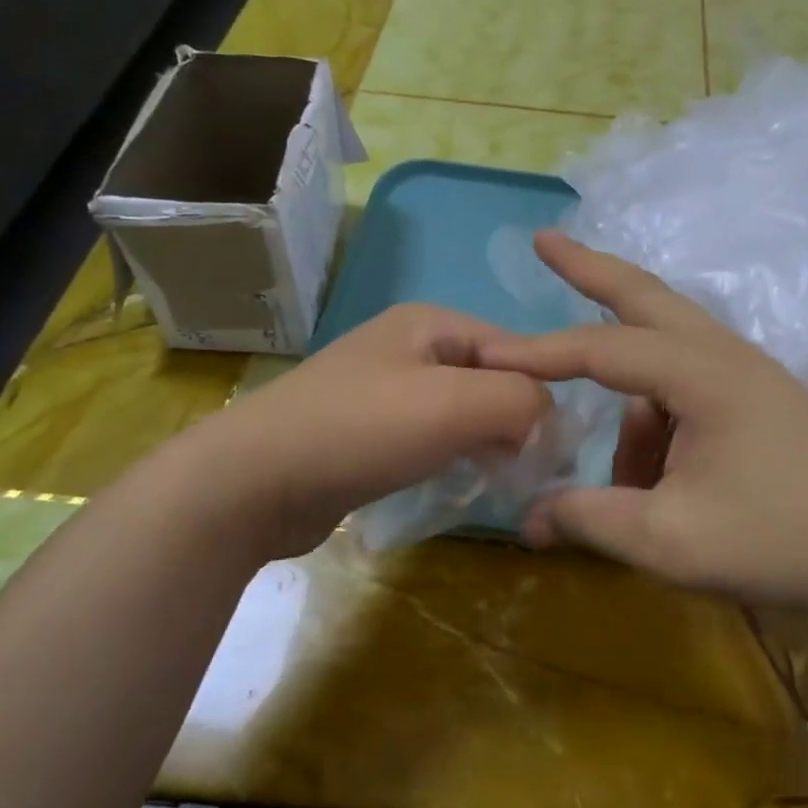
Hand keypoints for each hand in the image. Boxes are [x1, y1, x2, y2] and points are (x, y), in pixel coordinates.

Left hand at [190, 304, 549, 559]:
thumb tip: (548, 421)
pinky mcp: (368, 433)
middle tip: (529, 470)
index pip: (515, 349)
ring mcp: (384, 390)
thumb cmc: (360, 430)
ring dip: (487, 444)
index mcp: (430, 323)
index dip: (542, 394)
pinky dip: (453, 458)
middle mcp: (409, 347)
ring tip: (499, 480)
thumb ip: (520, 400)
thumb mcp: (454, 404)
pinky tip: (458, 484)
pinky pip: (431, 438)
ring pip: (462, 412)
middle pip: (489, 380)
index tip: (555, 448)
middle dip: (515, 422)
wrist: (251, 483)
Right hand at [478, 234, 807, 621]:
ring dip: (628, 395)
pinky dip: (660, 419)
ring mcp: (749, 373)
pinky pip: (690, 388)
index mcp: (700, 373)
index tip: (486, 356)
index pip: (601, 348)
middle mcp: (724, 355)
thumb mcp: (668, 540)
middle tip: (545, 242)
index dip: (538, 353)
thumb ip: (590, 520)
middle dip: (589, 270)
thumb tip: (529, 520)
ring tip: (626, 484)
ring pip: (668, 352)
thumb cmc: (780, 540)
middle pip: (645, 296)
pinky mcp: (763, 399)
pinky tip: (663, 480)